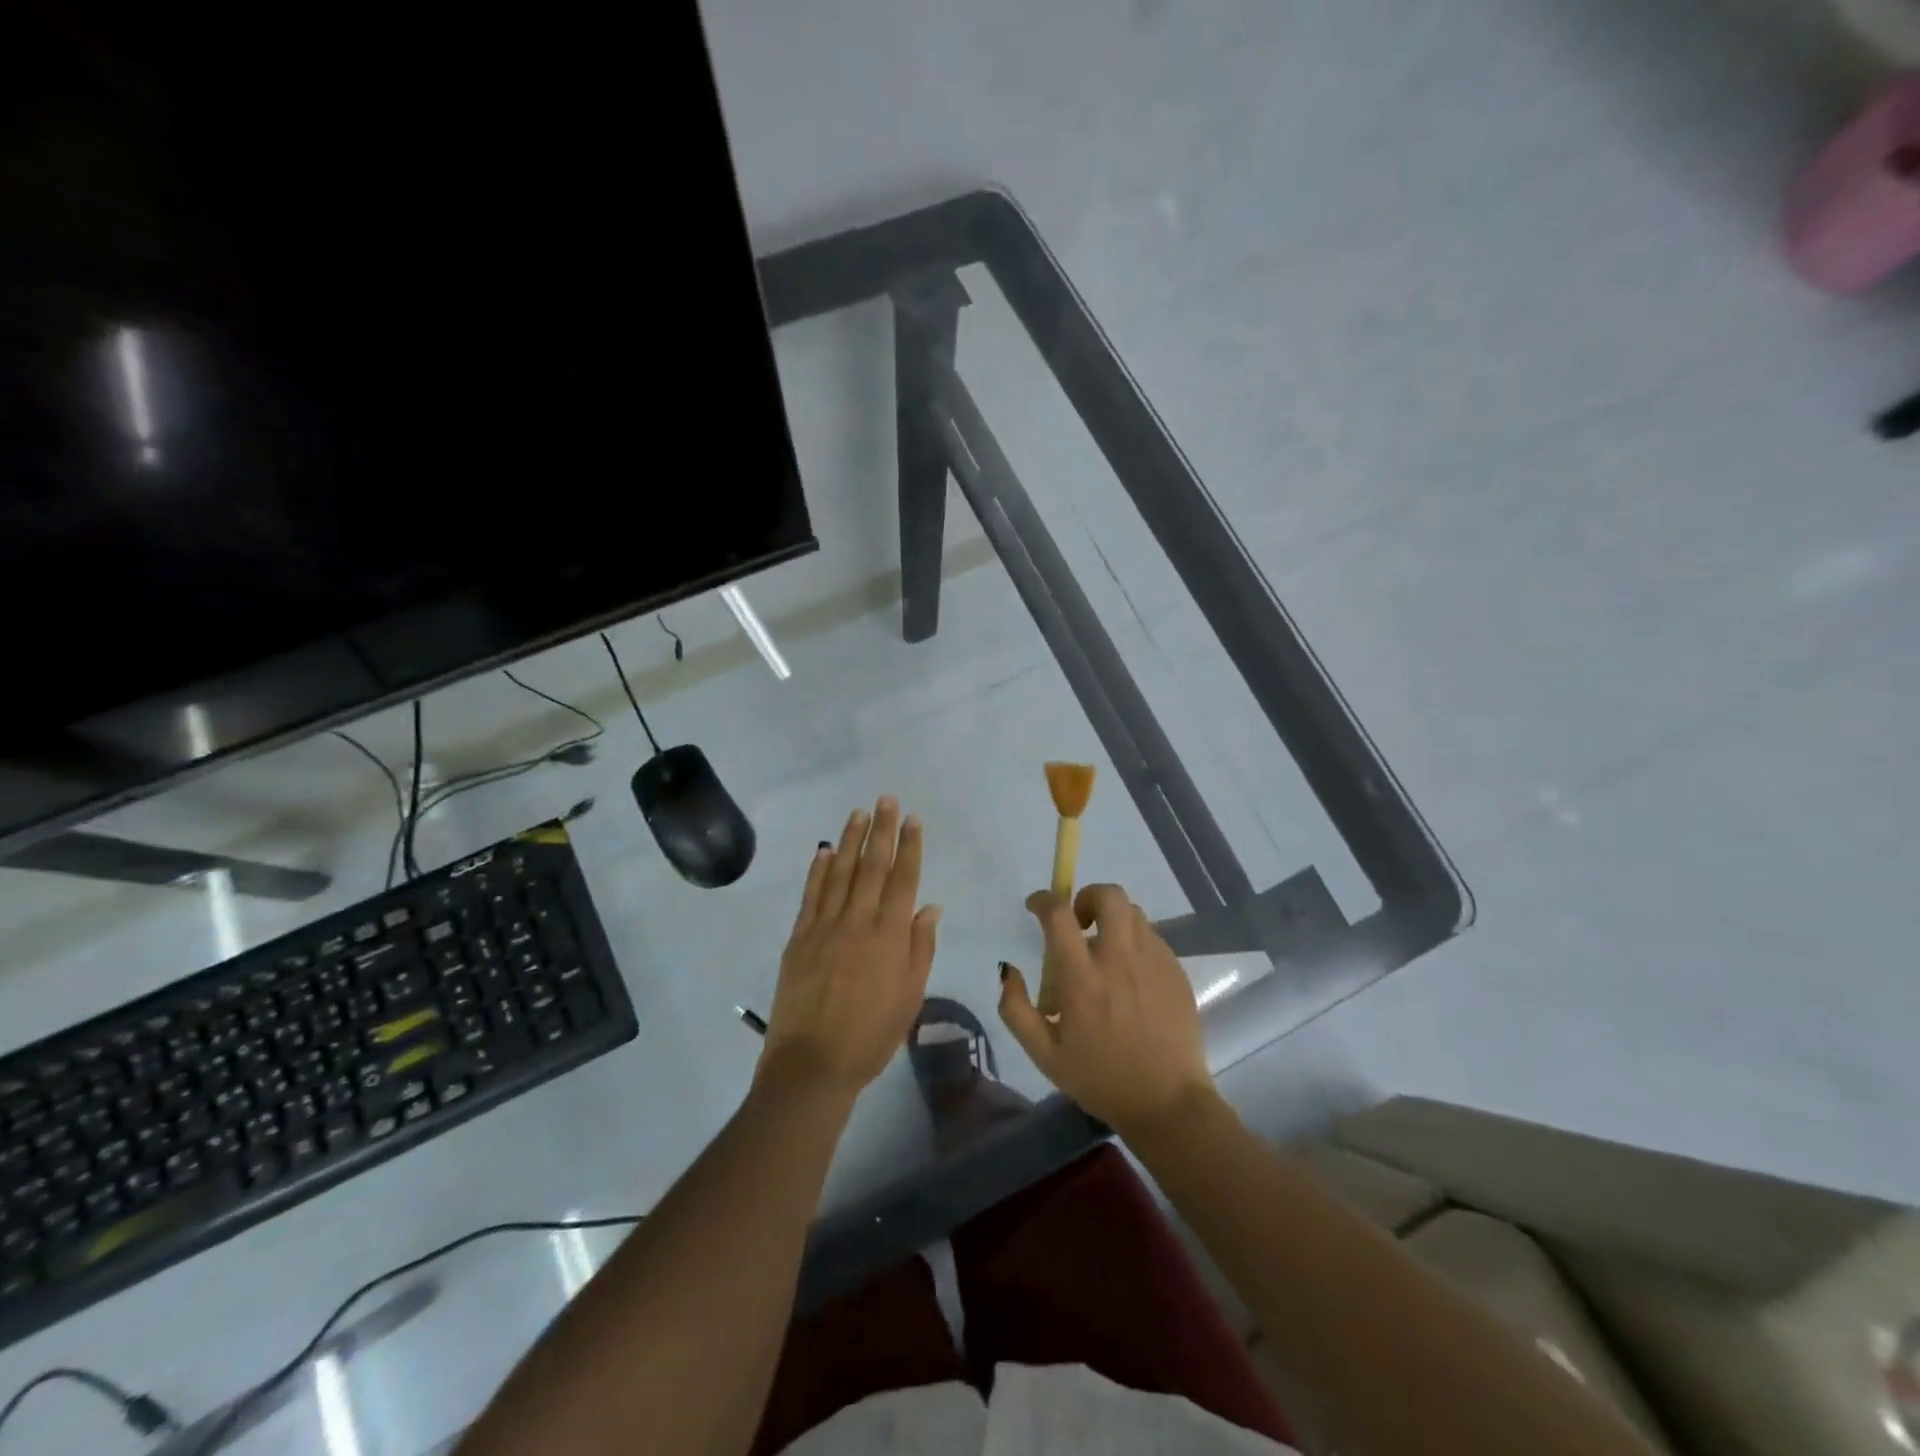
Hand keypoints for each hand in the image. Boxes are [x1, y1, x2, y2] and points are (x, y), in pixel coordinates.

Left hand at [758, 797, 940, 1102]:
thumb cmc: (871, 1036)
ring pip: (841, 873)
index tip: (913, 819)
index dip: (910, 846)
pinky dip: (819, 869)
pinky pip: (811, 895)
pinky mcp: (799, 937)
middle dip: (882, 830)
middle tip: (887, 800)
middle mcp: (858, 922)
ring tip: (859, 812)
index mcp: (890, 936)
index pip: (903, 880)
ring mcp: (824, 927)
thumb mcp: (910, 996)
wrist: (812, 1064)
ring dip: (851, 840)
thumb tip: (930, 906)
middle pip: (873, 866)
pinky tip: (826, 850)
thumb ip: (920, 947)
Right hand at [999, 884, 1217, 1140]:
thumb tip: (1008, 970)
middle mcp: (1119, 959)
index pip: (1059, 915)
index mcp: (1082, 979)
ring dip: (1112, 920)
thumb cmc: (1101, 1080)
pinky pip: (1152, 937)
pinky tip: (1130, 976)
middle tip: (1079, 923)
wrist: (1168, 1104)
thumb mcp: (1044, 1055)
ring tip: (1105, 952)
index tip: (1036, 907)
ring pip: (1133, 913)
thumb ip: (1016, 1009)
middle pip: (1108, 895)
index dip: (1043, 900)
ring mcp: (1154, 961)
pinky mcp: (1176, 971)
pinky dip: (1135, 942)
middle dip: (1088, 897)